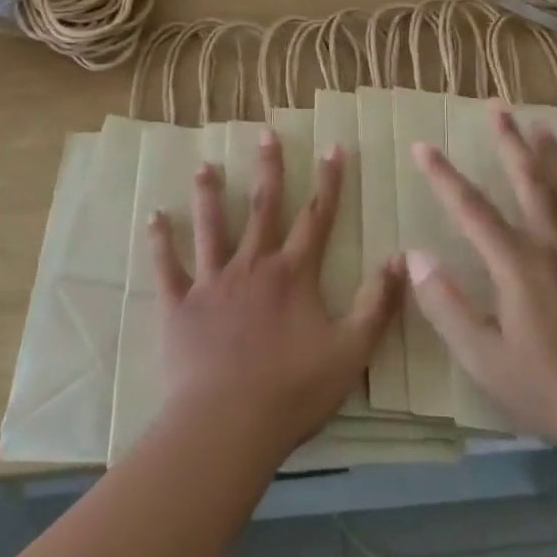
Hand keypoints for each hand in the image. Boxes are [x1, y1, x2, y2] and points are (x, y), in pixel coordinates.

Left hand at [149, 130, 403, 458]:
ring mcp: (212, 282)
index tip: (333, 147)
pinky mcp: (180, 305)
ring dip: (210, 194)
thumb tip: (401, 259)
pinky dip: (161, 241)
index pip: (316, 217)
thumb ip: (376, 304)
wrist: (228, 424)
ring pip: (211, 227)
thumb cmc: (293, 391)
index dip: (329, 181)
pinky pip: (168, 266)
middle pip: (263, 208)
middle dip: (268, 168)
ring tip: (204, 165)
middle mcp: (252, 266)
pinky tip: (155, 216)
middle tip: (265, 132)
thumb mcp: (351, 351)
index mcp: (293, 274)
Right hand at [406, 106, 556, 446]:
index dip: (443, 176)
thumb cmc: (545, 388)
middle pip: (528, 180)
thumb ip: (445, 305)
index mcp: (518, 265)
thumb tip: (416, 257)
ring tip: (539, 123)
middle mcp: (553, 245)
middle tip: (497, 105)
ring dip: (549, 153)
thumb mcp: (483, 358)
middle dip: (509, 140)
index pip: (471, 209)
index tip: (422, 146)